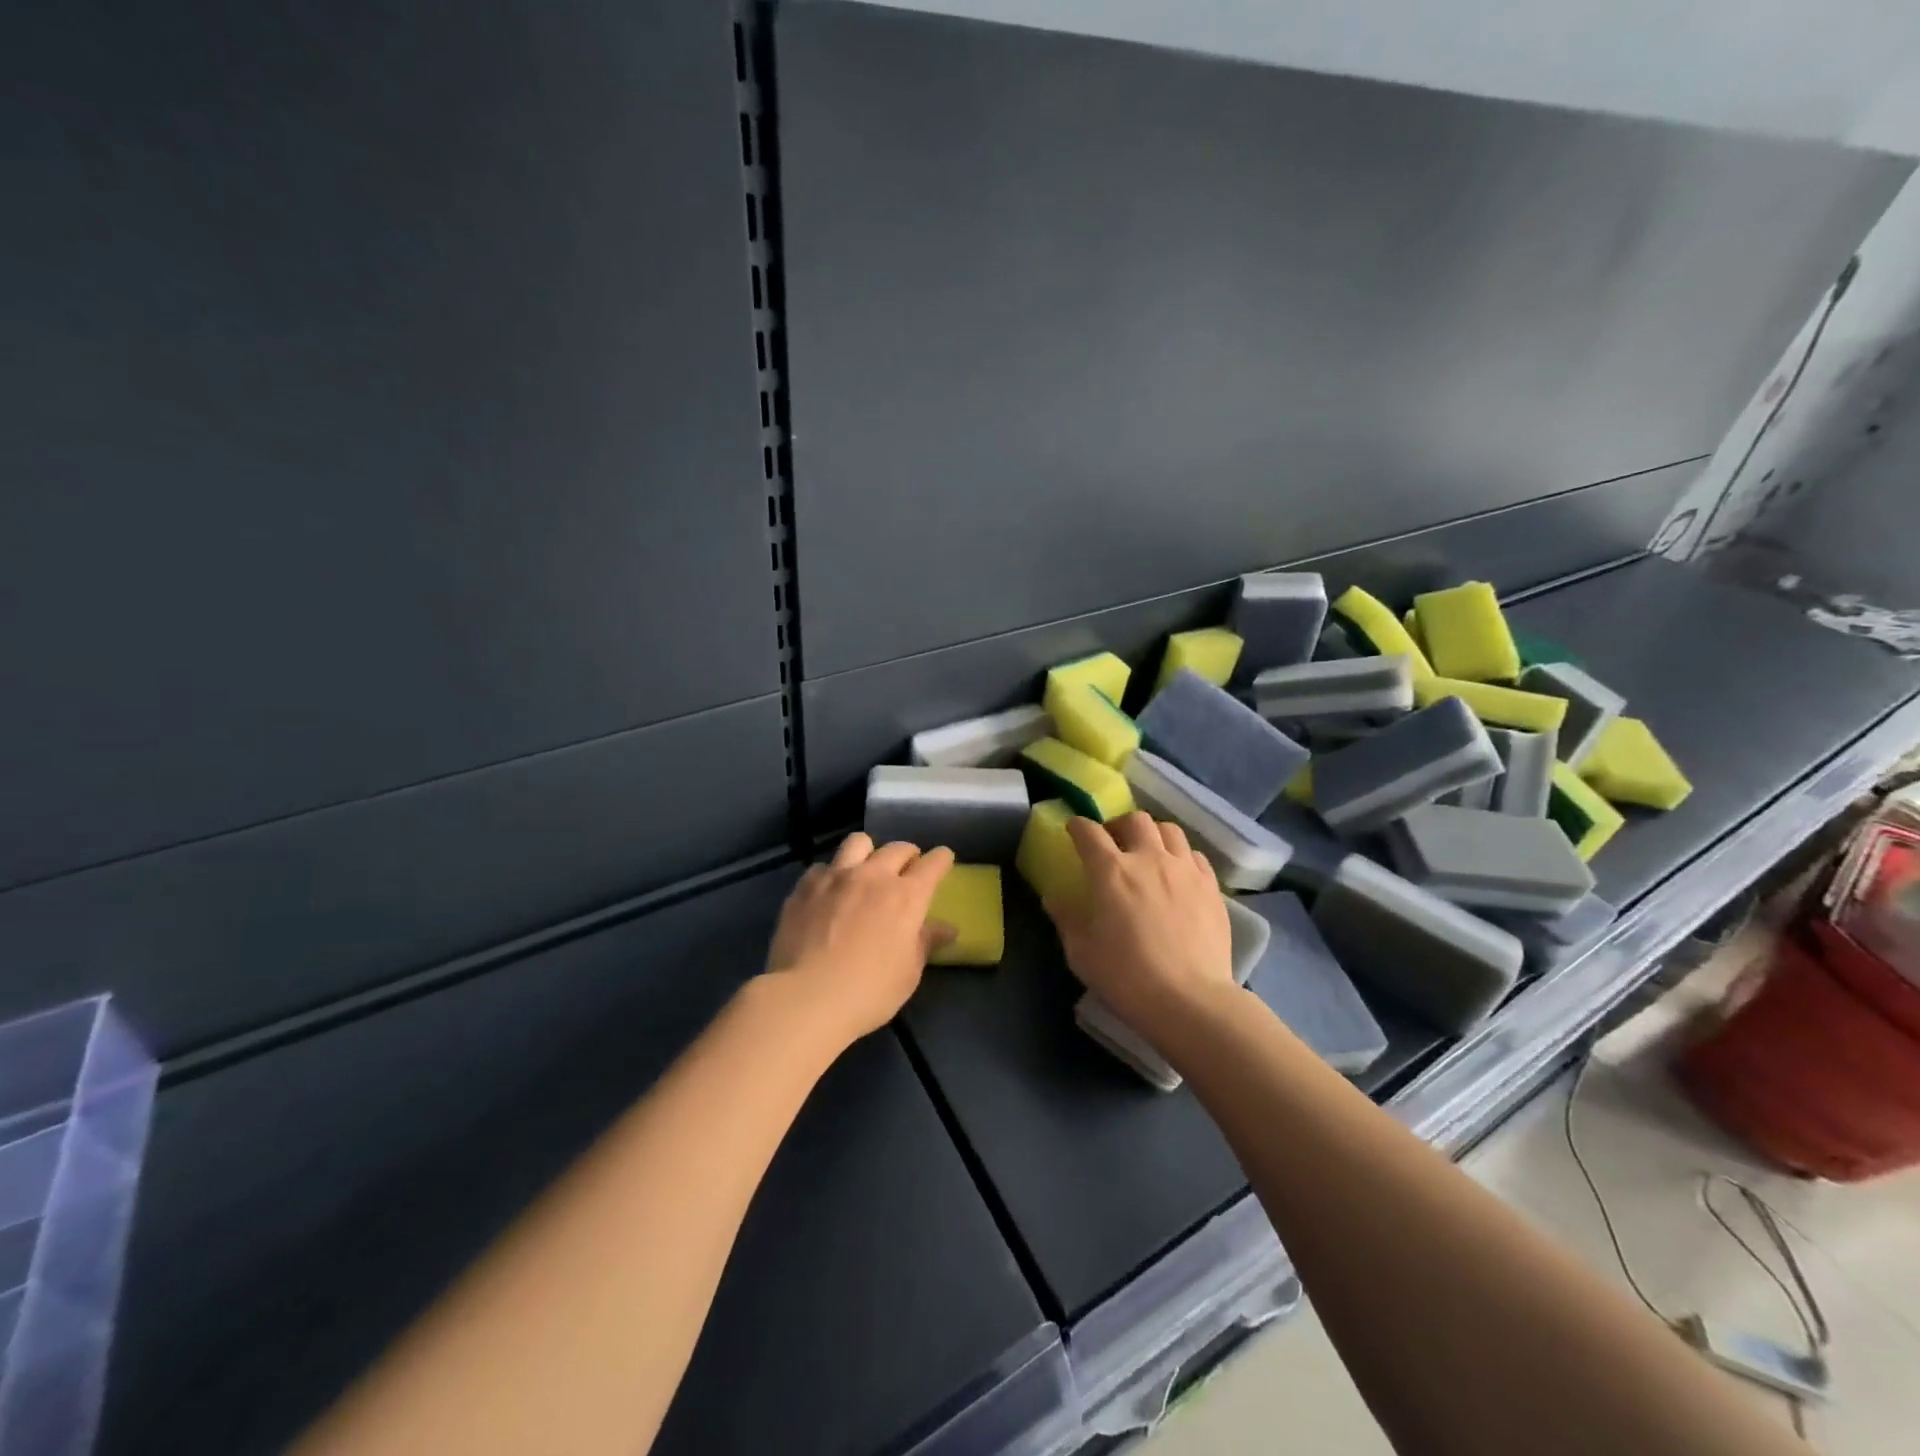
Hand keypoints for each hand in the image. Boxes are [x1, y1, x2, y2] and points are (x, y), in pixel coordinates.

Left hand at [763, 833, 956, 1043]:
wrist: (807, 997)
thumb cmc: (870, 991)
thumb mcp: (909, 972)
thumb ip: (926, 942)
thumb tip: (947, 928)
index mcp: (907, 896)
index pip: (933, 864)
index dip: (941, 859)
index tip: (943, 860)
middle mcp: (873, 875)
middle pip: (897, 848)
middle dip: (908, 855)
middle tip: (906, 870)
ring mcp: (836, 876)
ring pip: (858, 842)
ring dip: (868, 853)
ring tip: (865, 870)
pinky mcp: (805, 886)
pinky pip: (823, 867)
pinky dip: (830, 875)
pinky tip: (827, 893)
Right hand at [1044, 813, 1234, 1031]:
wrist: (1190, 1000)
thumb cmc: (1126, 977)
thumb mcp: (1082, 952)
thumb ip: (1067, 919)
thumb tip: (1053, 898)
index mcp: (1111, 871)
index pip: (1089, 832)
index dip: (1078, 826)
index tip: (1073, 829)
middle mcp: (1149, 858)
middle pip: (1135, 820)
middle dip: (1119, 825)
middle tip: (1113, 842)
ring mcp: (1184, 870)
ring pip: (1169, 830)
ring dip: (1153, 835)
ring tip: (1149, 852)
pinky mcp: (1211, 886)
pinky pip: (1195, 855)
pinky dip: (1181, 856)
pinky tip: (1178, 874)